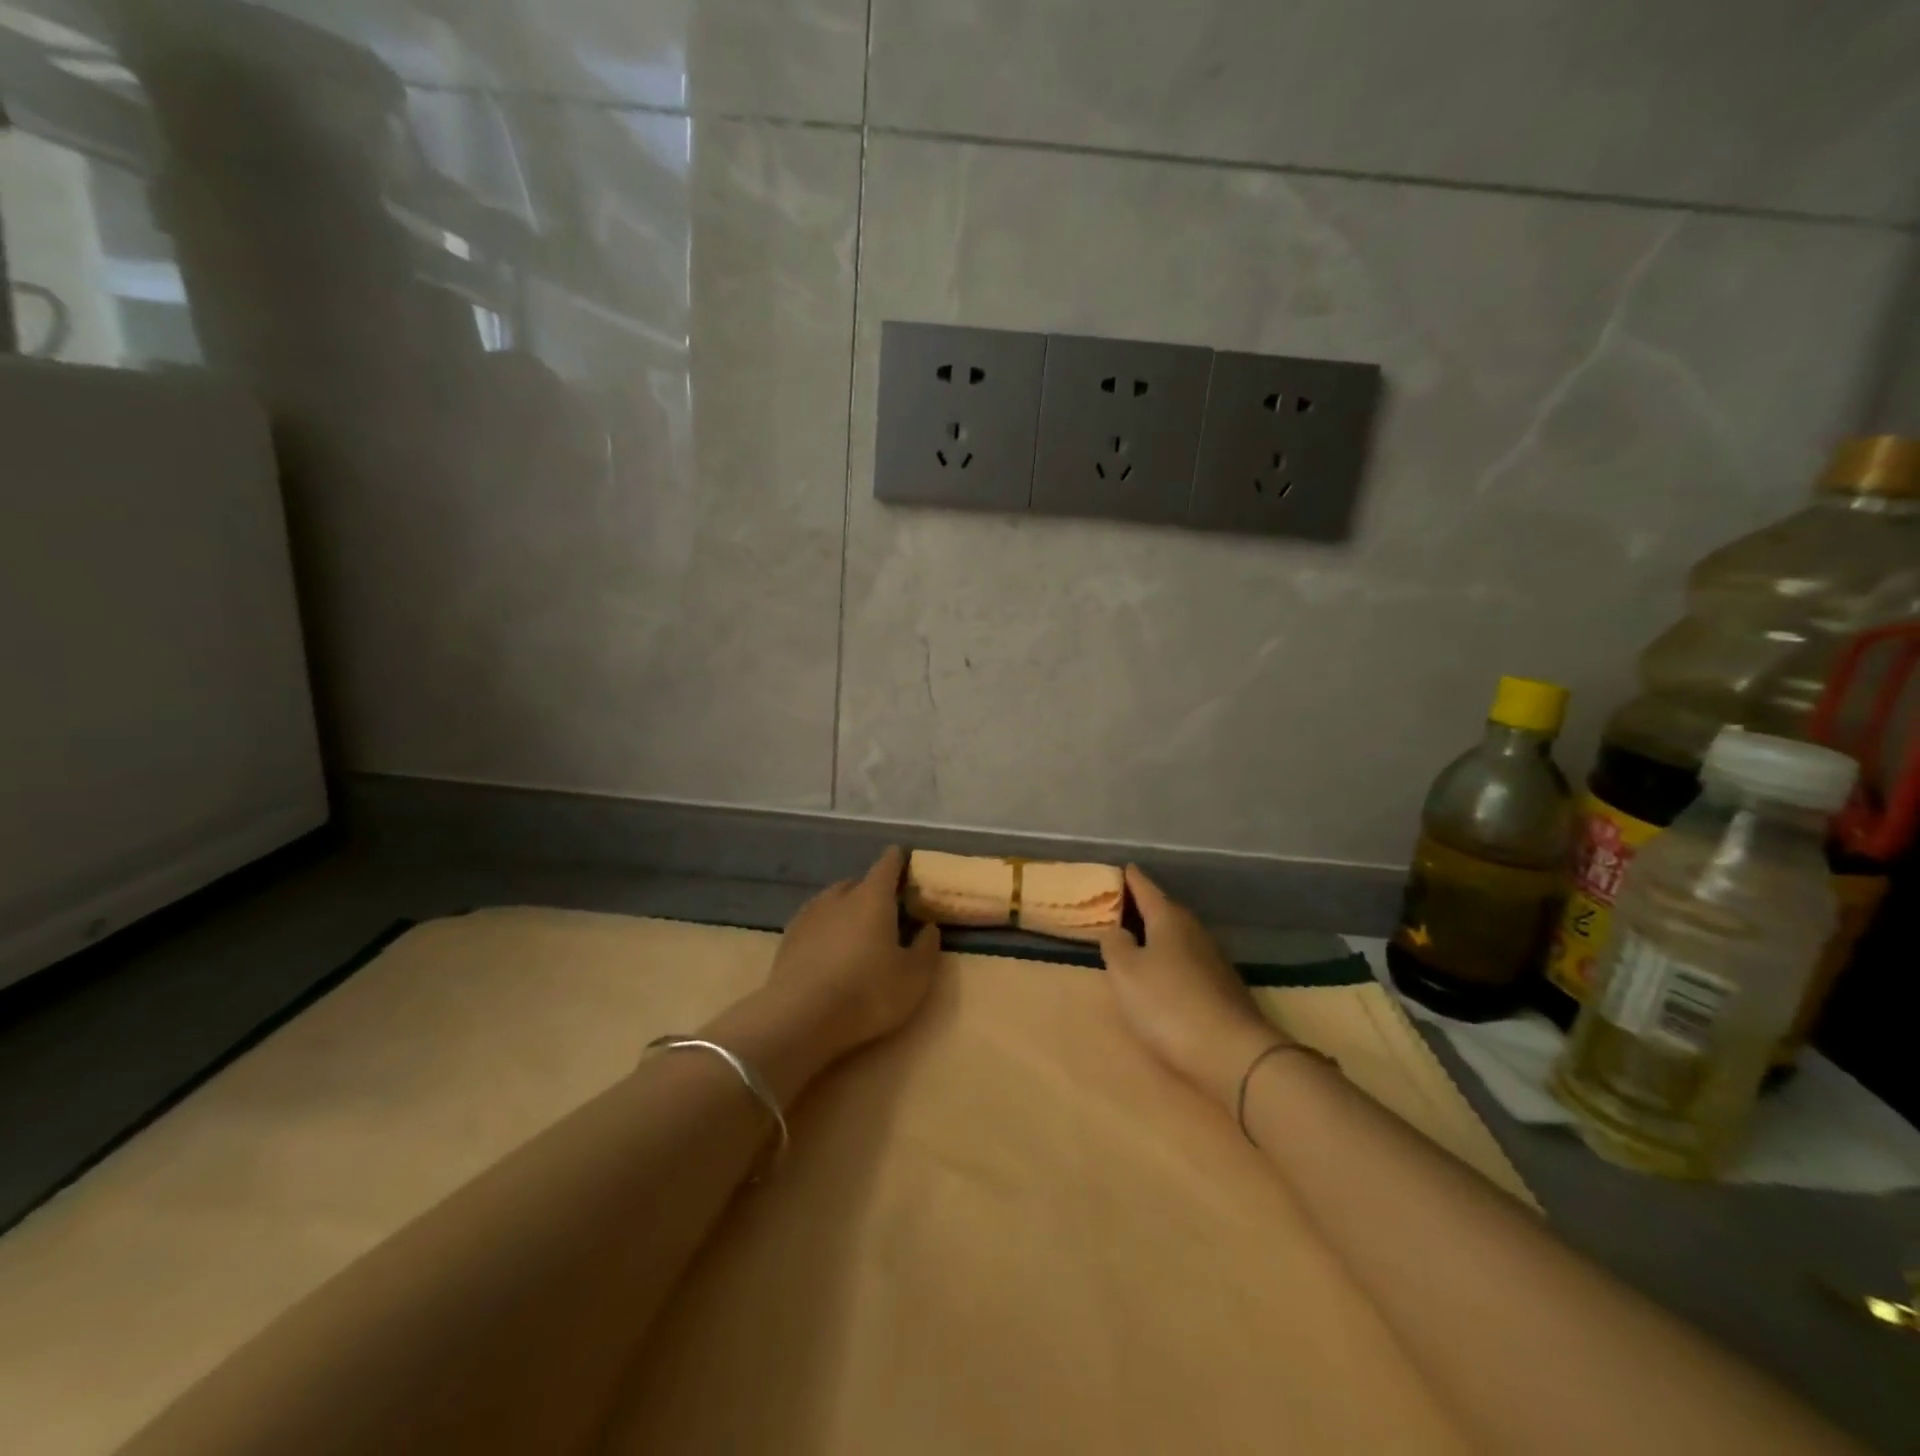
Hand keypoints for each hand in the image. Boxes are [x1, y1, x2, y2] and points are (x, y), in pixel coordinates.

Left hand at [767, 845, 939, 1054]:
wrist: (801, 1019)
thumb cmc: (868, 992)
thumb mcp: (914, 976)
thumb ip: (926, 947)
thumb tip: (929, 927)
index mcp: (873, 897)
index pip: (887, 864)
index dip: (898, 860)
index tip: (904, 860)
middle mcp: (839, 896)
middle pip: (859, 882)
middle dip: (873, 891)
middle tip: (886, 911)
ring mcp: (809, 915)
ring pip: (833, 901)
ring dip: (846, 909)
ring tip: (856, 932)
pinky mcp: (788, 938)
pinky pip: (814, 922)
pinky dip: (825, 928)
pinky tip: (828, 949)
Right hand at [1097, 866, 1286, 1108]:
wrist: (1233, 1053)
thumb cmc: (1168, 1004)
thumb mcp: (1125, 973)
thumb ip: (1115, 944)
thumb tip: (1117, 928)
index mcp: (1168, 918)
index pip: (1145, 887)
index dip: (1129, 878)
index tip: (1119, 867)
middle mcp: (1193, 930)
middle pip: (1164, 909)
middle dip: (1143, 905)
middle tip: (1119, 904)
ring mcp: (1213, 958)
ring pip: (1178, 934)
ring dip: (1158, 933)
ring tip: (1136, 937)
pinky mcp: (1222, 985)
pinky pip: (1188, 958)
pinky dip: (1171, 956)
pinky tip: (1164, 970)